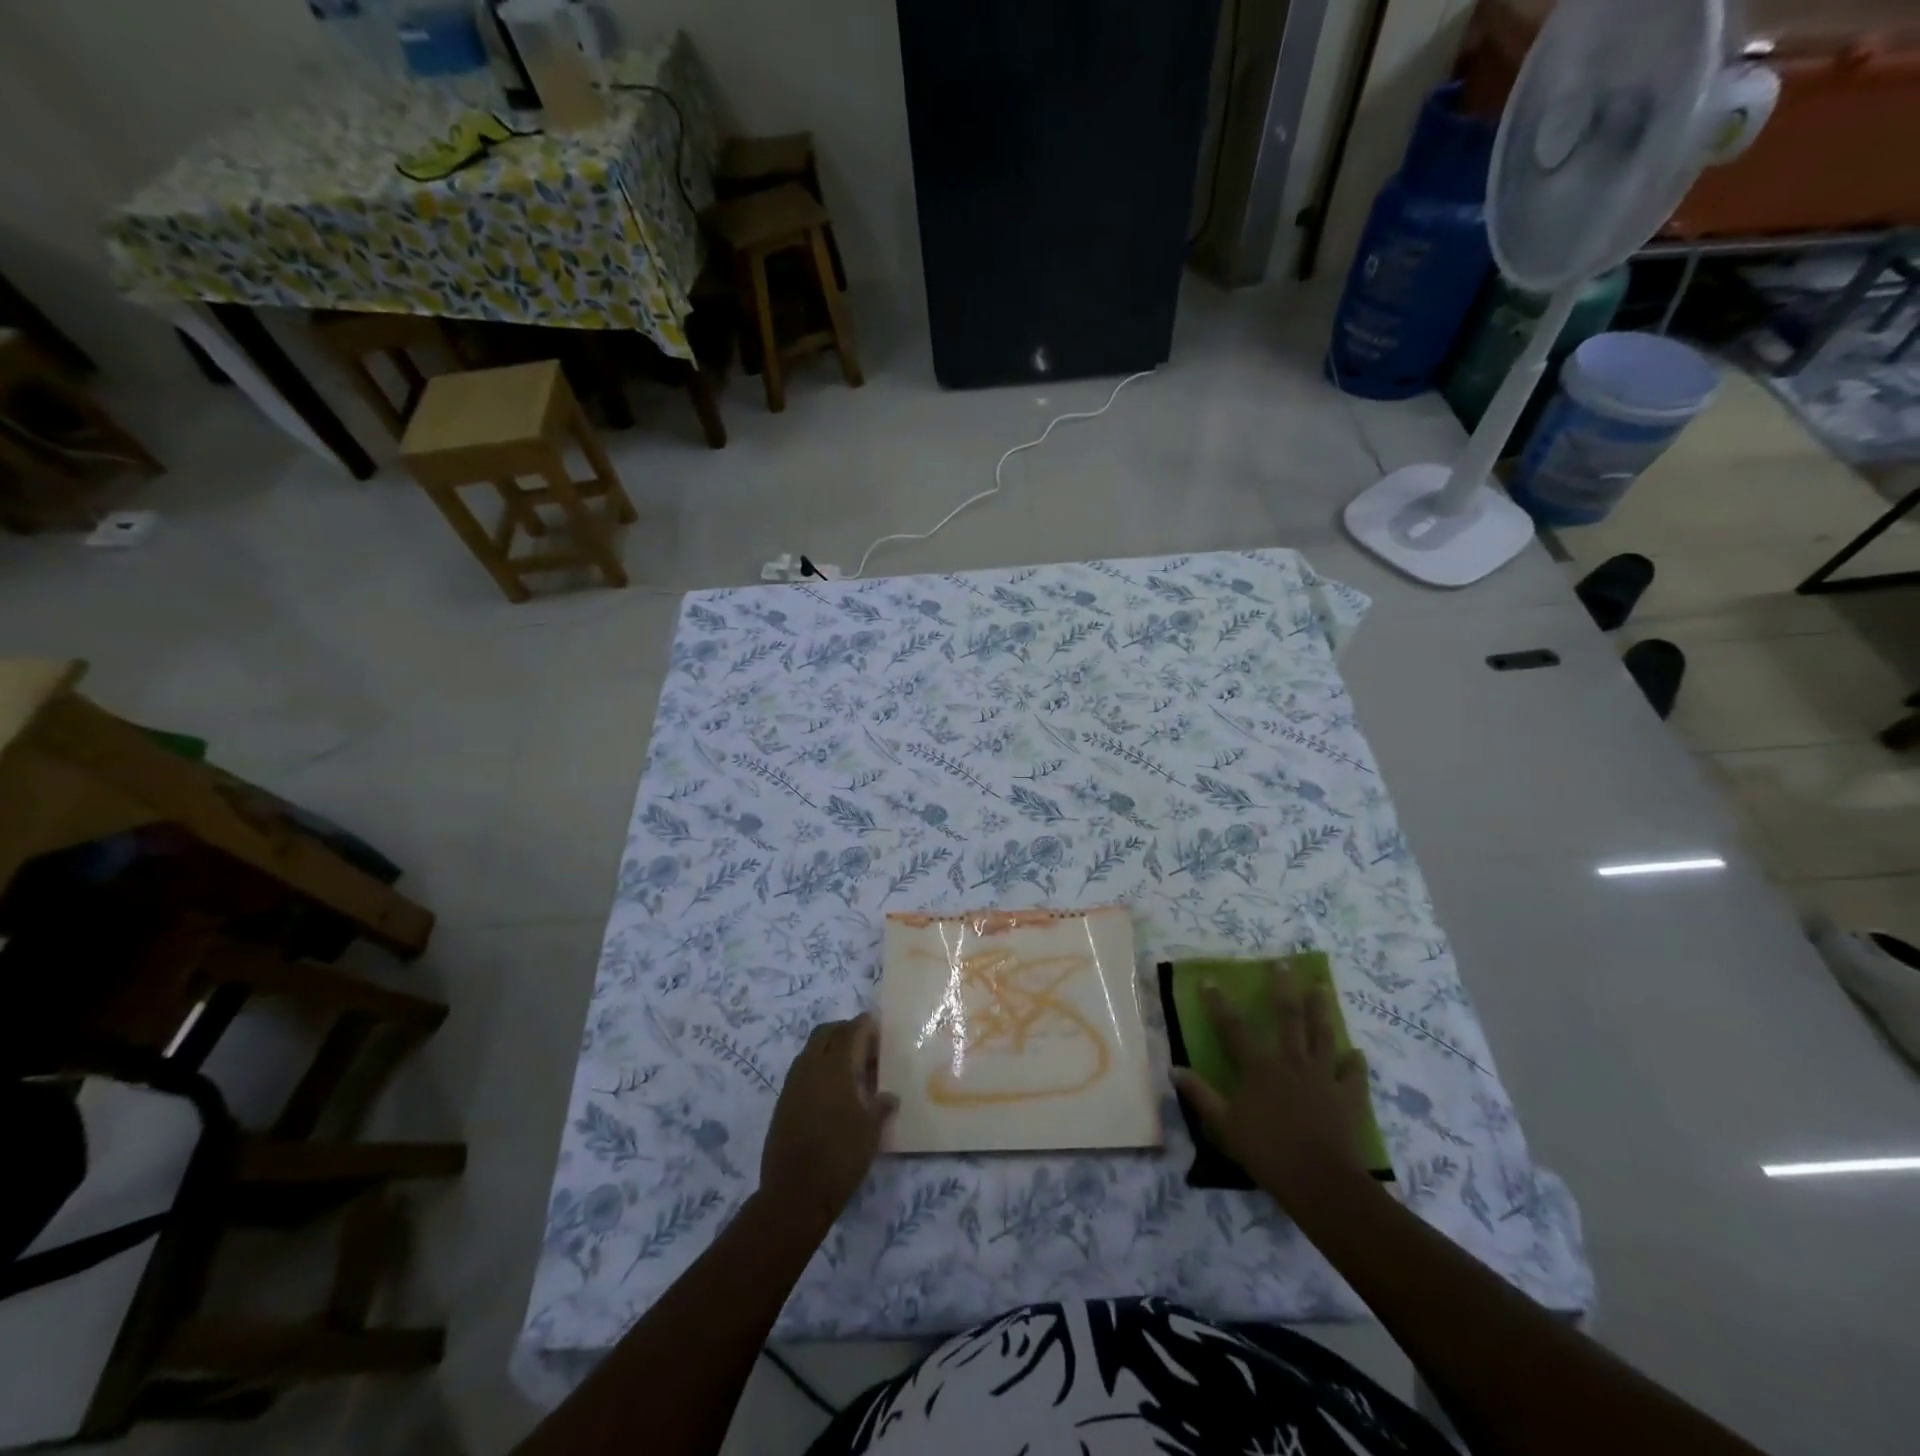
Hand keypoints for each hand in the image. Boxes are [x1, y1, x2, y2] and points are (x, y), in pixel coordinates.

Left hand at [760, 1014, 897, 1227]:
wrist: (794, 1194)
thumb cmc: (840, 1157)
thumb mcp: (871, 1131)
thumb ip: (881, 1106)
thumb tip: (889, 1096)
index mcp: (836, 1068)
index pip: (851, 1031)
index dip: (865, 1025)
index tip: (879, 1027)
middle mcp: (811, 1067)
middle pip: (826, 1032)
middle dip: (845, 1031)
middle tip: (865, 1045)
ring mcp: (793, 1083)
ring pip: (811, 1049)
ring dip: (830, 1048)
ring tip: (851, 1067)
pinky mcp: (783, 1101)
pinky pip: (802, 1069)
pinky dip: (818, 1067)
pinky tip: (833, 1090)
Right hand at [1172, 979, 1373, 1212]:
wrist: (1321, 1182)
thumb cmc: (1267, 1152)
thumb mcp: (1224, 1126)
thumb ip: (1200, 1095)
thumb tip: (1174, 1068)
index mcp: (1259, 1068)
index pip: (1233, 1028)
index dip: (1219, 1004)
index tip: (1210, 980)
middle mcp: (1291, 1062)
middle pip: (1287, 1017)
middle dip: (1283, 988)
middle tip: (1284, 963)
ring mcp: (1322, 1077)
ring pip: (1322, 1035)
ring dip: (1321, 1009)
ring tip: (1321, 987)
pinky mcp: (1348, 1096)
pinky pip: (1353, 1074)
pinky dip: (1354, 1063)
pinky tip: (1356, 1053)